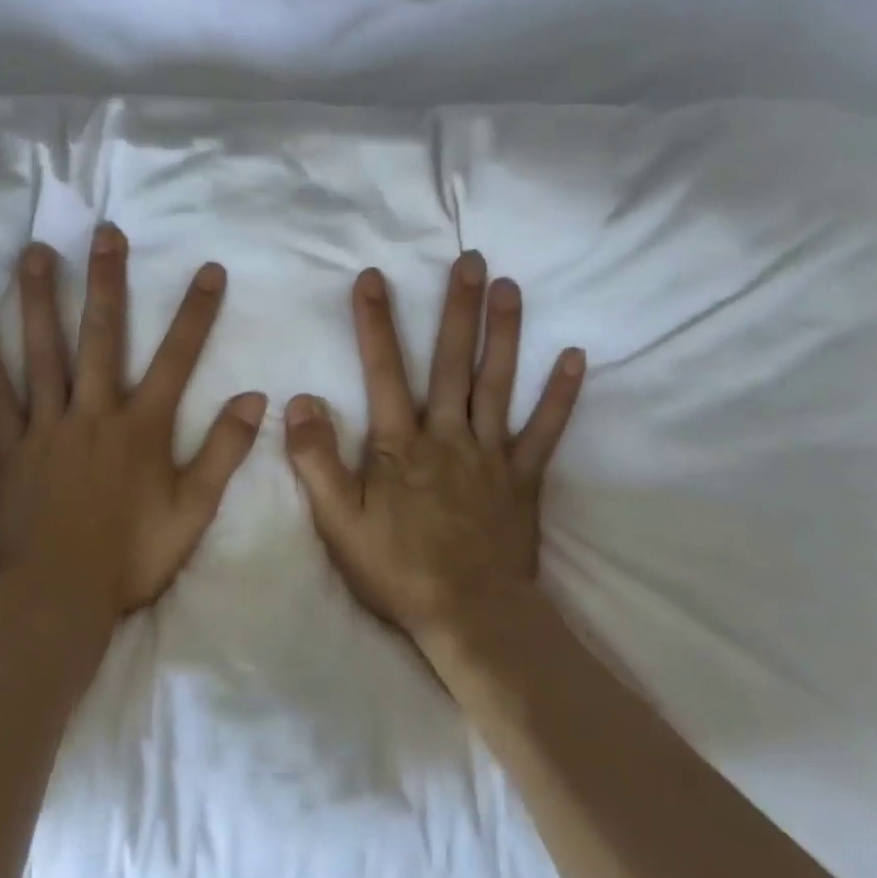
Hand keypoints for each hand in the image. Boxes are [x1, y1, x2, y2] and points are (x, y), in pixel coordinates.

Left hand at [0, 224, 266, 624]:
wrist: (55, 598)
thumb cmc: (130, 558)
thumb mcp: (193, 512)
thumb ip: (224, 452)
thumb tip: (254, 398)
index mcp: (142, 428)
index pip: (177, 358)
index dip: (196, 313)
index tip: (209, 269)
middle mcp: (95, 412)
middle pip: (102, 336)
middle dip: (107, 281)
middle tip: (105, 232)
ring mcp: (46, 425)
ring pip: (43, 350)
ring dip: (40, 298)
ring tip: (36, 251)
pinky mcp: (8, 444)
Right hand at [284, 252, 584, 641]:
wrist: (469, 618)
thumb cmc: (397, 569)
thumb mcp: (337, 521)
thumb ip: (315, 459)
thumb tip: (300, 400)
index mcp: (400, 444)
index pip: (384, 371)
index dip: (376, 323)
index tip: (373, 277)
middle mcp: (448, 435)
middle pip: (453, 362)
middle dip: (458, 309)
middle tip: (470, 259)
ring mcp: (491, 454)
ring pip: (498, 383)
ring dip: (505, 333)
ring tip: (511, 286)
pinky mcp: (523, 478)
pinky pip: (545, 431)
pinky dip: (562, 395)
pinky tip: (576, 357)